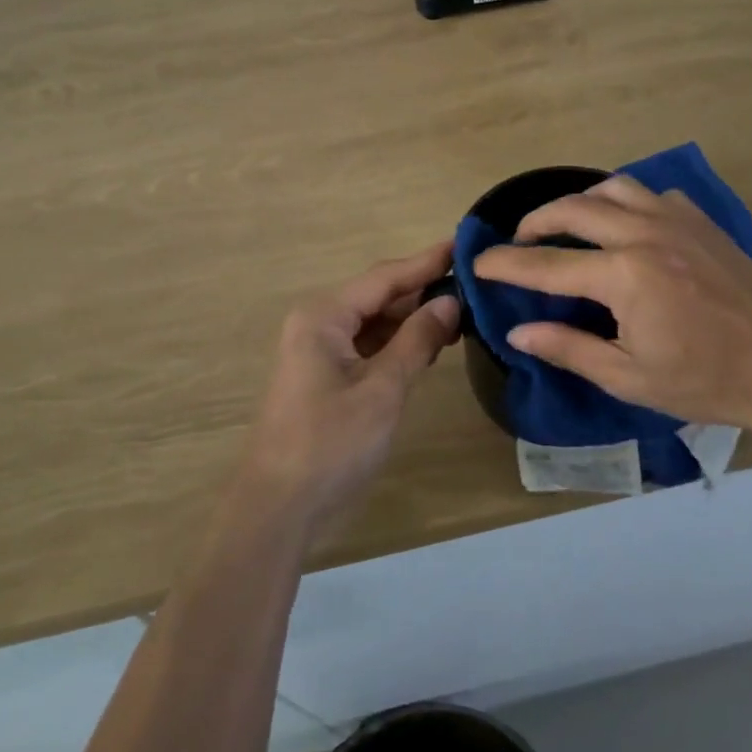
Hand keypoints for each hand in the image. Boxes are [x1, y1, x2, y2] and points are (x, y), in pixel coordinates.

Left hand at [238, 241, 460, 531]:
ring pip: (375, 321)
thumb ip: (417, 340)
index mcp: (324, 315)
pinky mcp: (326, 375)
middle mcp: (318, 322)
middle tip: (473, 282)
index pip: (385, 277)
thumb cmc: (331, 443)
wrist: (279, 507)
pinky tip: (431, 344)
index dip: (427, 261)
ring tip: (462, 311)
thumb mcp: (382, 389)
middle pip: (379, 295)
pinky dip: (398, 343)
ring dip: (413, 318)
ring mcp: (320, 349)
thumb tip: (449, 301)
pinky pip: (368, 345)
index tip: (464, 244)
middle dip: (423, 290)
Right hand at [472, 177, 751, 437]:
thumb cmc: (706, 381)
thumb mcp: (629, 376)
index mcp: (625, 275)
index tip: (478, 262)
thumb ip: (569, 347)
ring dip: (581, 202)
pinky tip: (627, 227)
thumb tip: (518, 331)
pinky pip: (653, 195)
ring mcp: (677, 221)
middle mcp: (645, 234)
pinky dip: (627, 202)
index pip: (547, 264)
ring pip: (614, 187)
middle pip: (574, 209)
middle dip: (536, 221)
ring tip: (568, 226)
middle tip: (519, 241)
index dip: (506, 263)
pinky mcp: (702, 222)